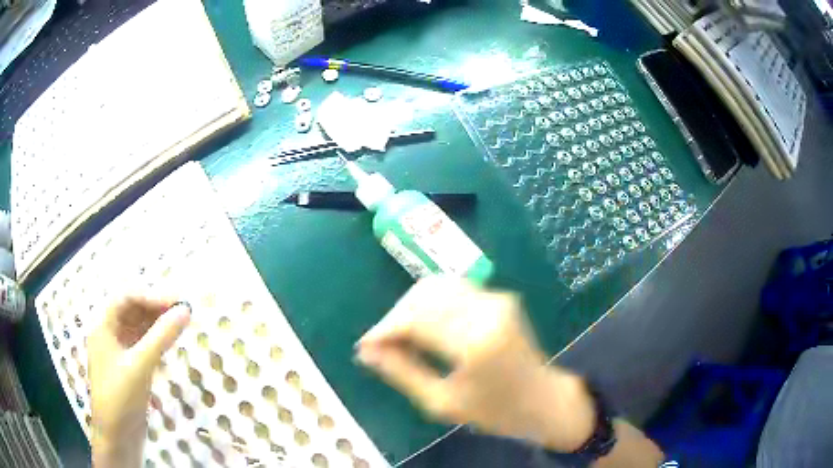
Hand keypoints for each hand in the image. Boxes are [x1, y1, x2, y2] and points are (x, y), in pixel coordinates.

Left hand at [88, 297, 190, 467]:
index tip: (176, 302)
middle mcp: (109, 336)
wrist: (117, 438)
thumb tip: (185, 311)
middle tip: (181, 311)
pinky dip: (155, 343)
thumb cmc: (121, 396)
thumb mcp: (140, 365)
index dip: (150, 296)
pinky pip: (141, 347)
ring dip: (156, 325)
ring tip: (179, 325)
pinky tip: (168, 344)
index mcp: (103, 328)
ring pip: (137, 330)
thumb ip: (161, 336)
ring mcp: (118, 354)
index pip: (126, 299)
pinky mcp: (128, 370)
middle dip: (155, 309)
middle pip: (131, 312)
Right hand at [356, 277, 595, 452]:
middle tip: (381, 345)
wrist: (542, 399)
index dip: (384, 329)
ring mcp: (497, 298)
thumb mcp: (442, 402)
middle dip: (395, 317)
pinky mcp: (500, 297)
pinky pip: (453, 290)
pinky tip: (423, 327)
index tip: (364, 346)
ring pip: (436, 286)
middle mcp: (487, 309)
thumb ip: (402, 373)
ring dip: (410, 307)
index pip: (415, 319)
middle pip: (423, 295)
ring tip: (399, 337)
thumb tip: (366, 352)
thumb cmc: (494, 410)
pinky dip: (430, 304)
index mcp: (475, 341)